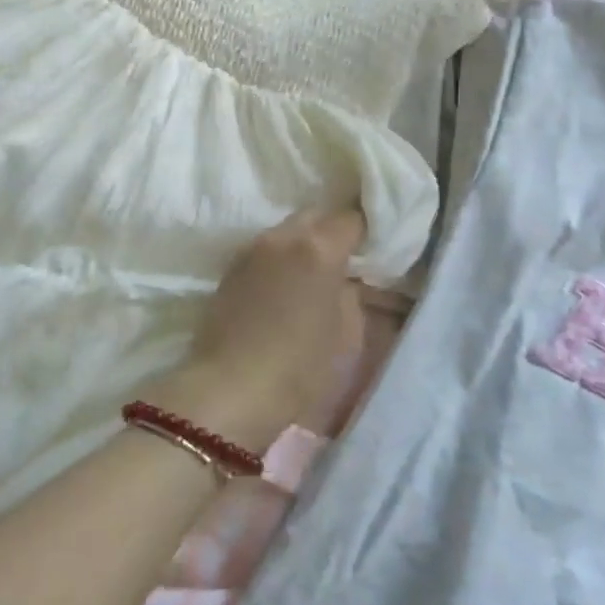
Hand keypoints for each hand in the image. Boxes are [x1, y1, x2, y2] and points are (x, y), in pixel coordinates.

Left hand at [149, 209, 365, 455]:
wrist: (230, 389)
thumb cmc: (299, 367)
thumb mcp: (347, 334)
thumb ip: (350, 293)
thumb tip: (344, 278)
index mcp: (317, 248)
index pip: (351, 218)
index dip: (367, 231)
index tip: (375, 250)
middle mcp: (282, 237)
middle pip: (315, 216)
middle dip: (332, 231)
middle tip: (347, 260)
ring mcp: (251, 249)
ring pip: (287, 230)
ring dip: (304, 244)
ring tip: (315, 275)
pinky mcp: (231, 267)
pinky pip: (266, 249)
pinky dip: (281, 259)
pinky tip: (286, 286)